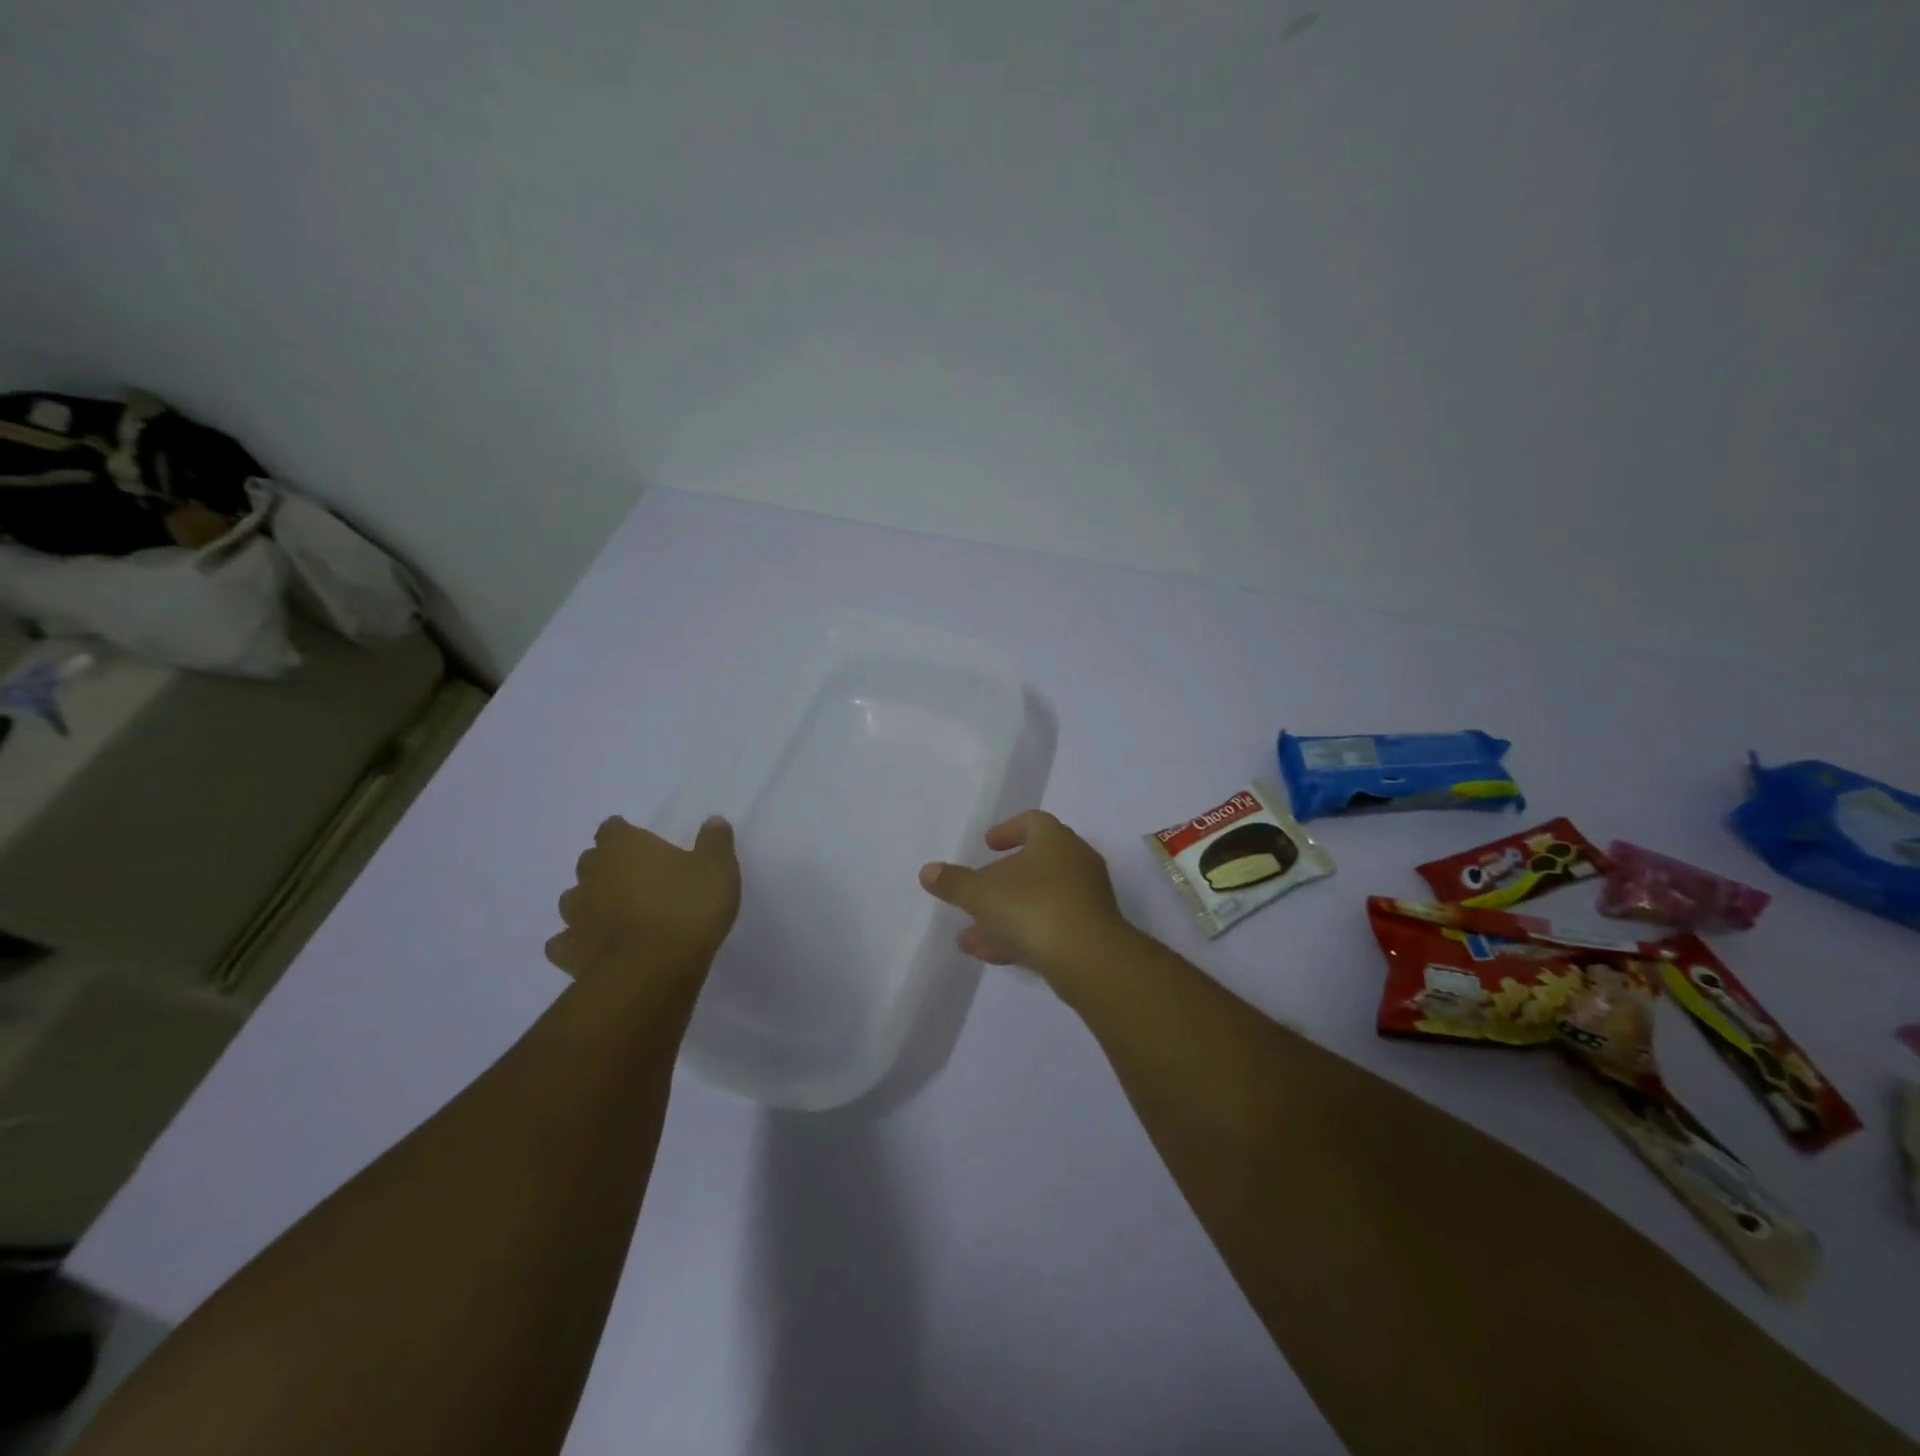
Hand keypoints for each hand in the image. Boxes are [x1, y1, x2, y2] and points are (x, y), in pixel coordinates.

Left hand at [546, 816, 740, 981]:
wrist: (654, 970)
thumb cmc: (688, 908)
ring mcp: (576, 915)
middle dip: (608, 868)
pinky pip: (565, 942)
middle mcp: (592, 875)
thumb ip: (715, 841)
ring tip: (618, 914)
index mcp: (624, 847)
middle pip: (591, 862)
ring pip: (574, 900)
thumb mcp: (718, 868)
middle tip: (638, 880)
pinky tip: (596, 948)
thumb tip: (713, 821)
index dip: (627, 835)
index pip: (613, 828)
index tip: (644, 845)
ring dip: (591, 903)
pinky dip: (577, 942)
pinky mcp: (570, 952)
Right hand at [918, 810, 1134, 985]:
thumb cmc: (1033, 907)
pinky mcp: (1090, 933)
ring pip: (1038, 900)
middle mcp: (1075, 863)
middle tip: (975, 892)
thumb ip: (954, 882)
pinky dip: (1021, 935)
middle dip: (1000, 881)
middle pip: (1034, 864)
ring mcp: (1086, 899)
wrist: (1089, 958)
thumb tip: (928, 871)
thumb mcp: (982, 893)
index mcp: (1055, 840)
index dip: (1008, 830)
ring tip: (969, 936)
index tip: (988, 845)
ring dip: (1004, 915)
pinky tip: (990, 954)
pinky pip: (1049, 926)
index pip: (1033, 822)